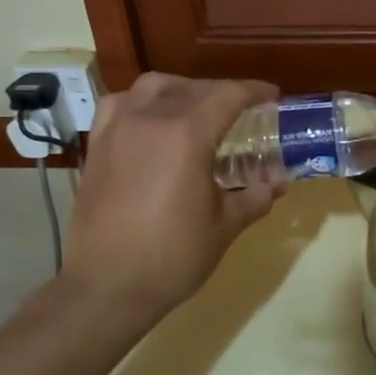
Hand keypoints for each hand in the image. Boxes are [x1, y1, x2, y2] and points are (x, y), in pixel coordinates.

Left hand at [62, 73, 278, 321]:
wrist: (108, 287)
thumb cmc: (174, 256)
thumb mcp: (225, 226)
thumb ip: (255, 197)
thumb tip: (278, 183)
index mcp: (187, 135)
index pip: (228, 96)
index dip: (254, 91)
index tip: (272, 96)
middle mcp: (150, 120)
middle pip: (193, 88)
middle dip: (223, 93)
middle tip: (243, 111)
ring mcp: (118, 130)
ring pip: (153, 87)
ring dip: (181, 90)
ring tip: (197, 109)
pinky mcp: (97, 147)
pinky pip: (120, 105)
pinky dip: (142, 103)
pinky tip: (152, 122)